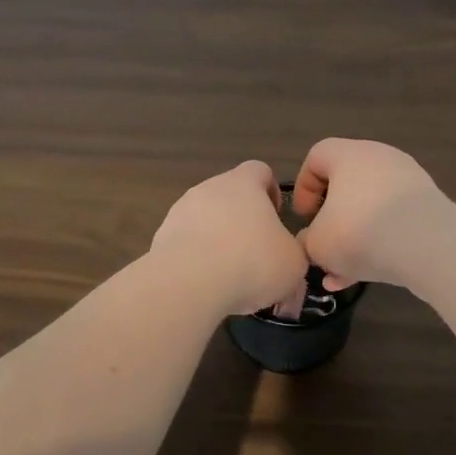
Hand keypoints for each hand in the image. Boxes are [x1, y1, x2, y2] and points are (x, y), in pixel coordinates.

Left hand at [151, 161, 307, 315]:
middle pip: (229, 196)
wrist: (190, 282)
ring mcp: (180, 211)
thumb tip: (286, 260)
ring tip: (229, 274)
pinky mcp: (161, 237)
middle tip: (255, 253)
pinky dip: (196, 258)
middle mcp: (209, 188)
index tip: (276, 218)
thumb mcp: (294, 262)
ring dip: (217, 240)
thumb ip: (293, 253)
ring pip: (205, 219)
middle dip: (242, 221)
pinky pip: (185, 243)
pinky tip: (205, 283)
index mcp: (243, 183)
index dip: (270, 191)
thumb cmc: (253, 261)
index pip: (260, 171)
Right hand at [291, 138, 450, 289]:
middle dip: (332, 219)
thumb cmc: (360, 232)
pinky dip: (380, 244)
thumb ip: (307, 241)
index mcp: (348, 155)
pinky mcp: (429, 206)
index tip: (304, 217)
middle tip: (325, 243)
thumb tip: (311, 242)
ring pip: (371, 209)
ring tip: (343, 273)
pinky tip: (368, 277)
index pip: (317, 157)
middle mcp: (380, 158)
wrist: (429, 246)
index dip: (304, 187)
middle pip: (347, 184)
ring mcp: (409, 181)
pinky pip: (395, 222)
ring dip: (355, 238)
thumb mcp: (318, 244)